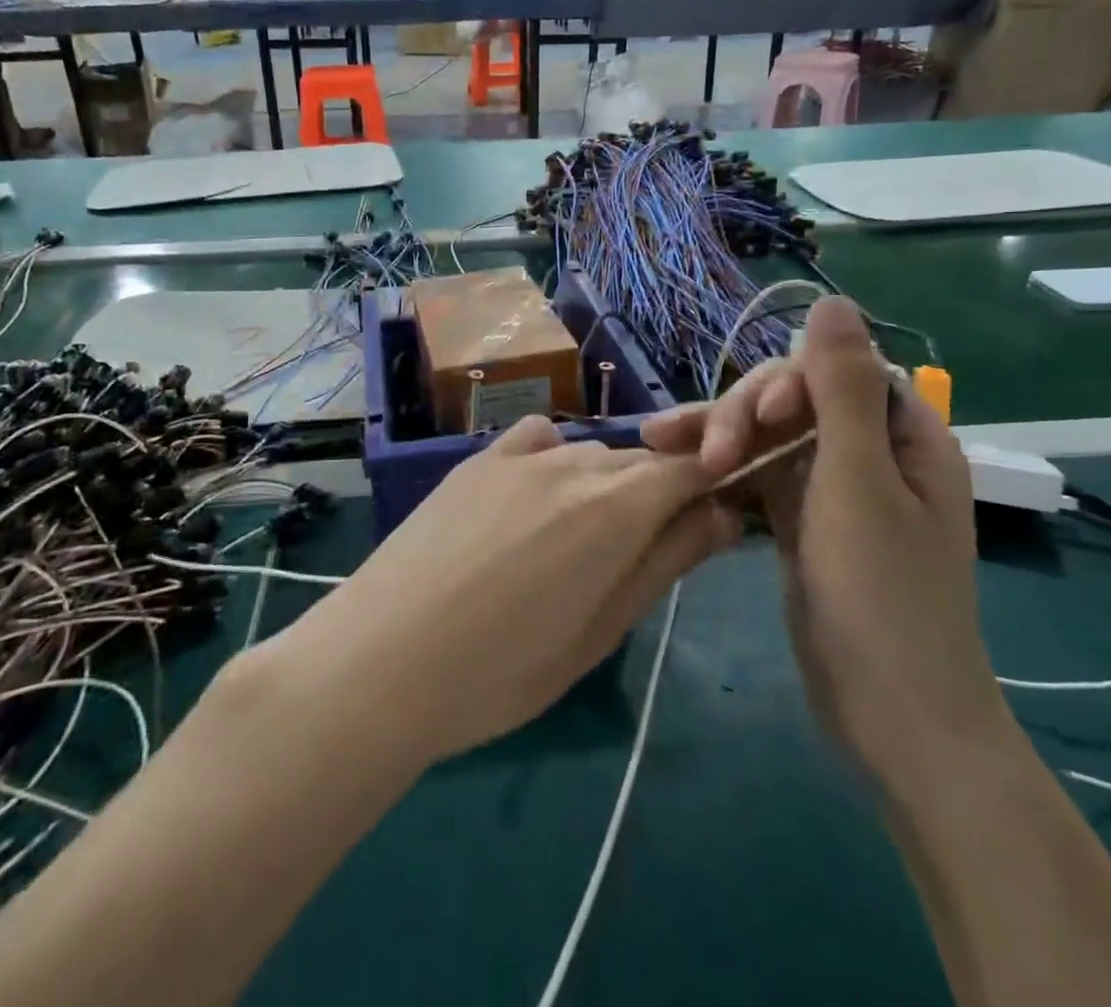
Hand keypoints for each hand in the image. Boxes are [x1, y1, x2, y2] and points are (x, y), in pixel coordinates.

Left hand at [261, 415, 736, 764]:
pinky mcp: (478, 458)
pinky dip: (555, 460)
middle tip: (645, 553)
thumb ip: (668, 560)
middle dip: (661, 493)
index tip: (716, 520)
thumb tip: (726, 512)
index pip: (691, 468)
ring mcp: (520, 454)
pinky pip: (538, 441)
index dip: (713, 486)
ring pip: (592, 454)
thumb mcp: (603, 629)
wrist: (384, 656)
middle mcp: (575, 461)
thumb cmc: (504, 669)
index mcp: (617, 505)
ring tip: (581, 542)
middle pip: (643, 460)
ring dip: (607, 484)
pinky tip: (537, 496)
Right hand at [641, 298, 1009, 782]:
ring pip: (765, 437)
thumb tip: (833, 300)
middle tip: (701, 452)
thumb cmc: (883, 594)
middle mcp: (868, 453)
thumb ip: (841, 388)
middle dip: (742, 415)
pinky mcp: (800, 522)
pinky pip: (756, 475)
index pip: (835, 372)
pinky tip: (678, 468)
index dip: (788, 383)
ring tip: (656, 442)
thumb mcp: (857, 482)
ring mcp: (830, 489)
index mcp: (901, 436)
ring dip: (717, 436)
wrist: (890, 716)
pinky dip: (720, 470)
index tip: (756, 420)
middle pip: (792, 402)